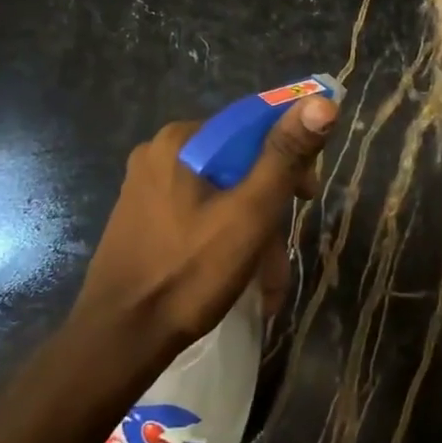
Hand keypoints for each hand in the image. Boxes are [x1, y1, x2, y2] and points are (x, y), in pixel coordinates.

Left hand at [71, 97, 337, 353]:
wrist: (119, 340)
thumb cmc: (189, 272)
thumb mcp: (250, 213)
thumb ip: (286, 155)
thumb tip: (323, 101)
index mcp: (182, 140)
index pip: (254, 125)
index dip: (291, 156)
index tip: (307, 197)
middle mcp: (160, 153)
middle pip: (239, 163)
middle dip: (270, 207)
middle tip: (283, 252)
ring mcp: (146, 186)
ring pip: (222, 193)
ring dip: (252, 232)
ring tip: (268, 282)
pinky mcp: (142, 217)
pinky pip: (199, 213)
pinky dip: (225, 238)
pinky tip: (240, 275)